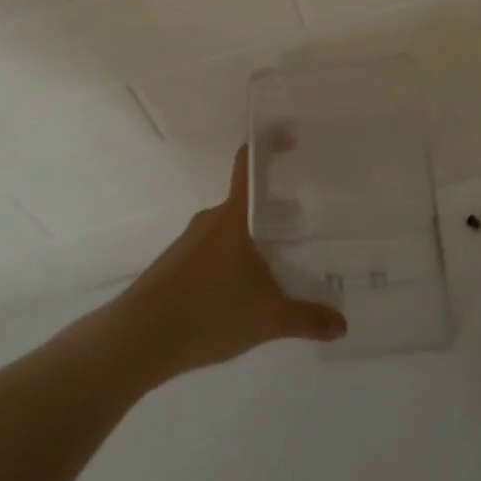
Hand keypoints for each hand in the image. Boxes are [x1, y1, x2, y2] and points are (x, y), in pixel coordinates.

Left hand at [118, 145, 346, 383]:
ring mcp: (190, 242)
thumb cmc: (207, 312)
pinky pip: (214, 252)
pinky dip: (233, 262)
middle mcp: (211, 219)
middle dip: (275, 210)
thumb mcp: (267, 318)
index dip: (270, 144)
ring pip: (231, 230)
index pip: (249, 163)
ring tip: (281, 266)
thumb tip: (342, 324)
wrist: (138, 339)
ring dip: (254, 240)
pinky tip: (245, 294)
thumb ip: (307, 318)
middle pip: (247, 202)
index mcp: (234, 216)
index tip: (292, 140)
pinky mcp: (176, 266)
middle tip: (304, 226)